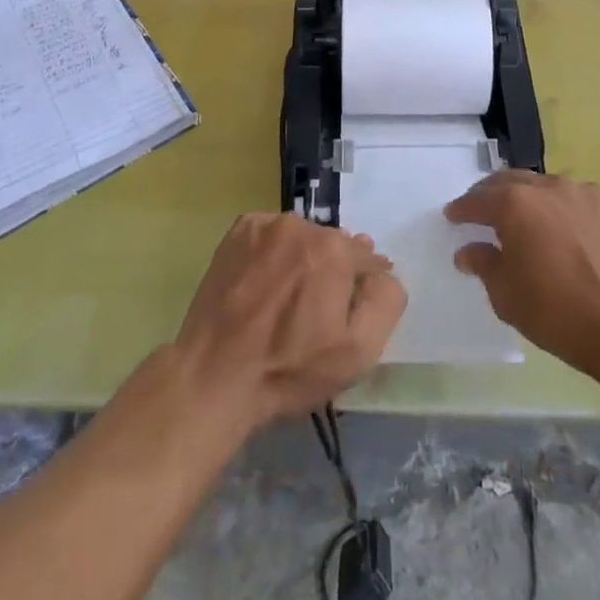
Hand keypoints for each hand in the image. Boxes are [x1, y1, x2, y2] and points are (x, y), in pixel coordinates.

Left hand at [175, 213, 405, 427]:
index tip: (347, 314)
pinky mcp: (238, 230)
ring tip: (287, 299)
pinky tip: (264, 284)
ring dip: (303, 259)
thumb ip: (385, 302)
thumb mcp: (358, 352)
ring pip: (302, 238)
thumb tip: (384, 270)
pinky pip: (273, 235)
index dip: (361, 289)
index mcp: (334, 250)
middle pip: (334, 245)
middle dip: (333, 272)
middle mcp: (301, 225)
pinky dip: (275, 253)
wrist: (214, 376)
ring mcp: (265, 224)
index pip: (367, 259)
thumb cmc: (290, 369)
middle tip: (315, 312)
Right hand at [446, 172, 599, 377]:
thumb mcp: (507, 296)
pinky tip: (559, 226)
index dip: (461, 209)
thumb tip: (468, 251)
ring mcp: (579, 192)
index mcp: (513, 204)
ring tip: (521, 217)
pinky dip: (556, 205)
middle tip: (480, 211)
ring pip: (541, 185)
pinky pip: (571, 196)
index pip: (477, 200)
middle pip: (507, 182)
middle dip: (489, 195)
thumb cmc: (557, 313)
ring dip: (524, 197)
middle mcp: (544, 187)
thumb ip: (484, 264)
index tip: (452, 216)